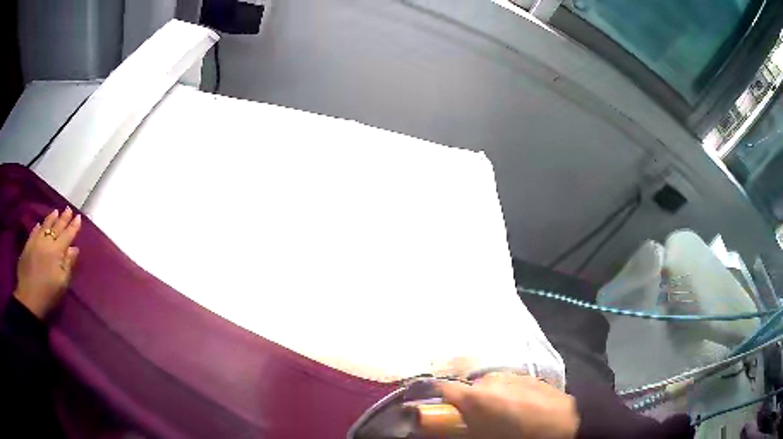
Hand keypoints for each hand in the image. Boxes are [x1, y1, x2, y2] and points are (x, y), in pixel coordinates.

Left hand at [14, 208, 81, 318]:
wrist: (28, 299)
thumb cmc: (48, 294)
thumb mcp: (62, 284)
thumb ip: (68, 265)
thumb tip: (74, 249)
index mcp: (57, 251)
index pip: (67, 235)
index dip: (73, 226)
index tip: (78, 217)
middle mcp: (46, 241)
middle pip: (56, 227)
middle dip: (63, 218)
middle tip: (68, 209)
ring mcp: (35, 241)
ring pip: (45, 226)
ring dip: (51, 218)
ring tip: (56, 211)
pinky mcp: (28, 245)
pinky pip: (34, 232)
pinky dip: (38, 227)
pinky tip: (40, 224)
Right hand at [439, 372, 579, 438]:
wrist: (566, 426)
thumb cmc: (517, 437)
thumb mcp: (480, 437)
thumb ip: (454, 430)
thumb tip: (433, 425)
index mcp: (475, 396)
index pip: (442, 388)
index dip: (436, 400)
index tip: (438, 412)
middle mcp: (491, 380)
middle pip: (469, 388)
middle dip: (468, 403)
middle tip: (476, 421)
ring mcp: (513, 376)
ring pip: (491, 386)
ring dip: (490, 398)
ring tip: (503, 416)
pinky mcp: (531, 377)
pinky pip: (510, 385)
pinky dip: (509, 395)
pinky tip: (521, 409)